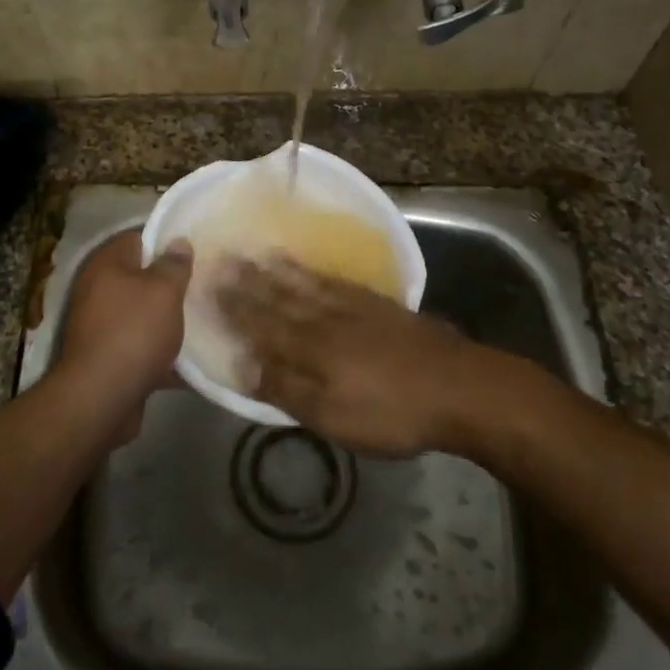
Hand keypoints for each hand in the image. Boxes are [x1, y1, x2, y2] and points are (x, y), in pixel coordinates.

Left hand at [57, 230, 191, 398]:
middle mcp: (98, 291)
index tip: (195, 249)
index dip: (165, 241)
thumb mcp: (163, 290)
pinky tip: (193, 360)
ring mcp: (101, 327)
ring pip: (143, 315)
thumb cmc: (133, 332)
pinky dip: (163, 353)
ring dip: (169, 320)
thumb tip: (178, 242)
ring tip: (205, 318)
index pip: (137, 238)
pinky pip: (142, 348)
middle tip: (204, 284)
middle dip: (171, 283)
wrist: (101, 399)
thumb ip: (174, 264)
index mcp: (106, 265)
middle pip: (140, 278)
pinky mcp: (110, 359)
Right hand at [214, 256, 490, 456]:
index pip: (262, 322)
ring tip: (259, 253)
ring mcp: (355, 307)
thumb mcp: (333, 416)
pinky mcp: (380, 306)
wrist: (460, 388)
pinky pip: (336, 281)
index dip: (234, 306)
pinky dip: (316, 273)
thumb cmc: (392, 412)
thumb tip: (244, 367)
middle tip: (225, 258)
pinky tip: (310, 269)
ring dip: (279, 270)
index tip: (209, 285)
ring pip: (307, 284)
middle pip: (281, 297)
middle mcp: (326, 318)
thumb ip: (287, 389)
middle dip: (250, 280)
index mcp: (310, 347)